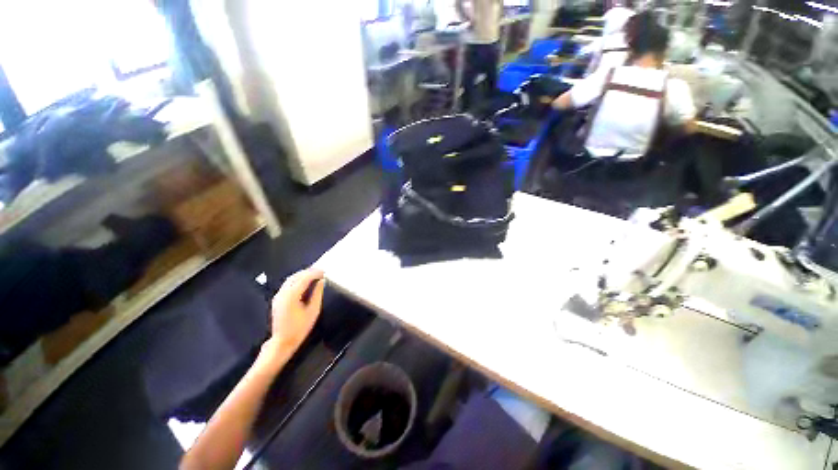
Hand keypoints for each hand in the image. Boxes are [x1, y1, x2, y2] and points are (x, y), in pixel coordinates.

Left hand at [261, 269, 324, 363]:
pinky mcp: (277, 299)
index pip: (304, 279)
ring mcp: (278, 296)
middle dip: (308, 272)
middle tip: (320, 271)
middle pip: (295, 276)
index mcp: (291, 296)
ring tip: (314, 274)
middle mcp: (282, 293)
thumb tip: (321, 282)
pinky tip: (305, 282)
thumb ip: (317, 294)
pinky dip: (297, 280)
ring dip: (302, 275)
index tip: (324, 271)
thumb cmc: (300, 328)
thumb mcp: (313, 311)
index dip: (314, 273)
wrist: (282, 341)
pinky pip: (287, 284)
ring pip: (290, 279)